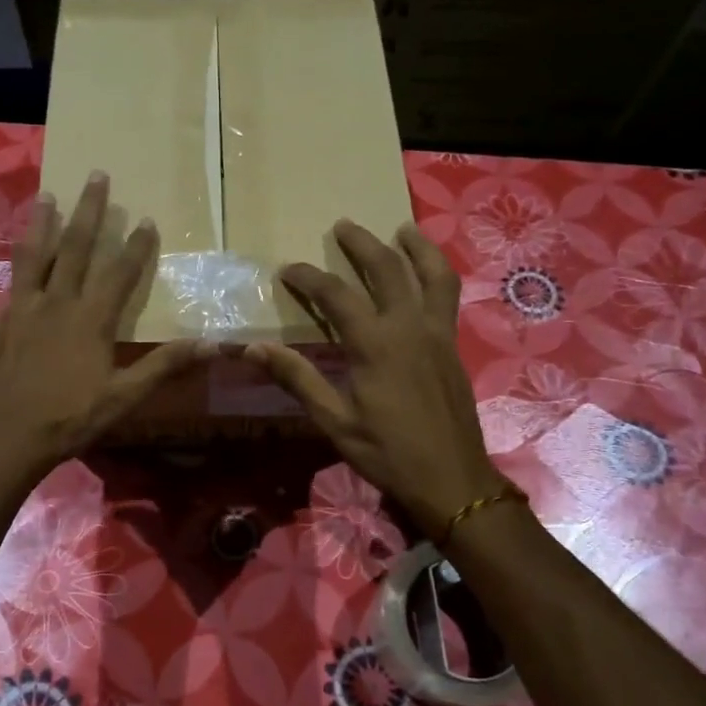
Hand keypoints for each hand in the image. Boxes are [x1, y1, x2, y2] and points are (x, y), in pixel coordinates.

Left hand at [0, 172, 206, 482]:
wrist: (6, 437)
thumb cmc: (71, 418)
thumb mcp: (124, 397)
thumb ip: (165, 365)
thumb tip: (213, 344)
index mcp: (90, 319)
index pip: (119, 272)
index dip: (137, 245)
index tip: (147, 218)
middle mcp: (56, 303)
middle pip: (75, 247)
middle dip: (90, 211)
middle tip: (97, 175)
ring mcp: (22, 310)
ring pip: (34, 255)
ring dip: (43, 223)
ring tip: (48, 195)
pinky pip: (10, 283)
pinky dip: (16, 263)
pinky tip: (16, 257)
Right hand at [245, 220, 506, 535]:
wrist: (452, 480)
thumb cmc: (388, 453)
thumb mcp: (334, 421)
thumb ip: (298, 379)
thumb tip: (253, 349)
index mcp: (375, 345)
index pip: (336, 296)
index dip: (308, 278)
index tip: (287, 270)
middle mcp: (409, 328)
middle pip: (387, 269)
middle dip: (362, 244)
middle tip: (343, 226)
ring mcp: (438, 334)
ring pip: (432, 275)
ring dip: (416, 248)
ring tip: (402, 229)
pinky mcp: (453, 347)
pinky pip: (447, 296)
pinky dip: (436, 274)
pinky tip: (427, 276)